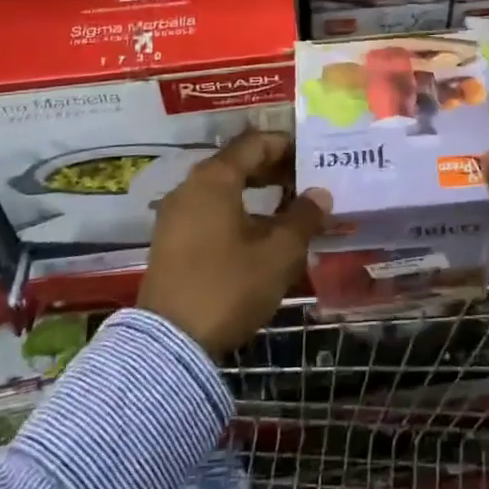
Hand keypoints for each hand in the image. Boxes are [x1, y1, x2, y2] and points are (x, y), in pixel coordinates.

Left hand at [138, 129, 328, 357]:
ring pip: (222, 188)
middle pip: (237, 163)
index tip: (312, 157)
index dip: (286, 146)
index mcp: (215, 178)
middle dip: (273, 169)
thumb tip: (320, 193)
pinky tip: (258, 234)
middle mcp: (189, 187)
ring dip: (255, 192)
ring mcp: (174, 214)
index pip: (255, 143)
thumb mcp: (278, 253)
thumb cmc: (229, 286)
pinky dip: (235, 211)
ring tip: (287, 211)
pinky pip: (208, 210)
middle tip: (305, 183)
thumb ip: (304, 217)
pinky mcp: (169, 241)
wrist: (170, 344)